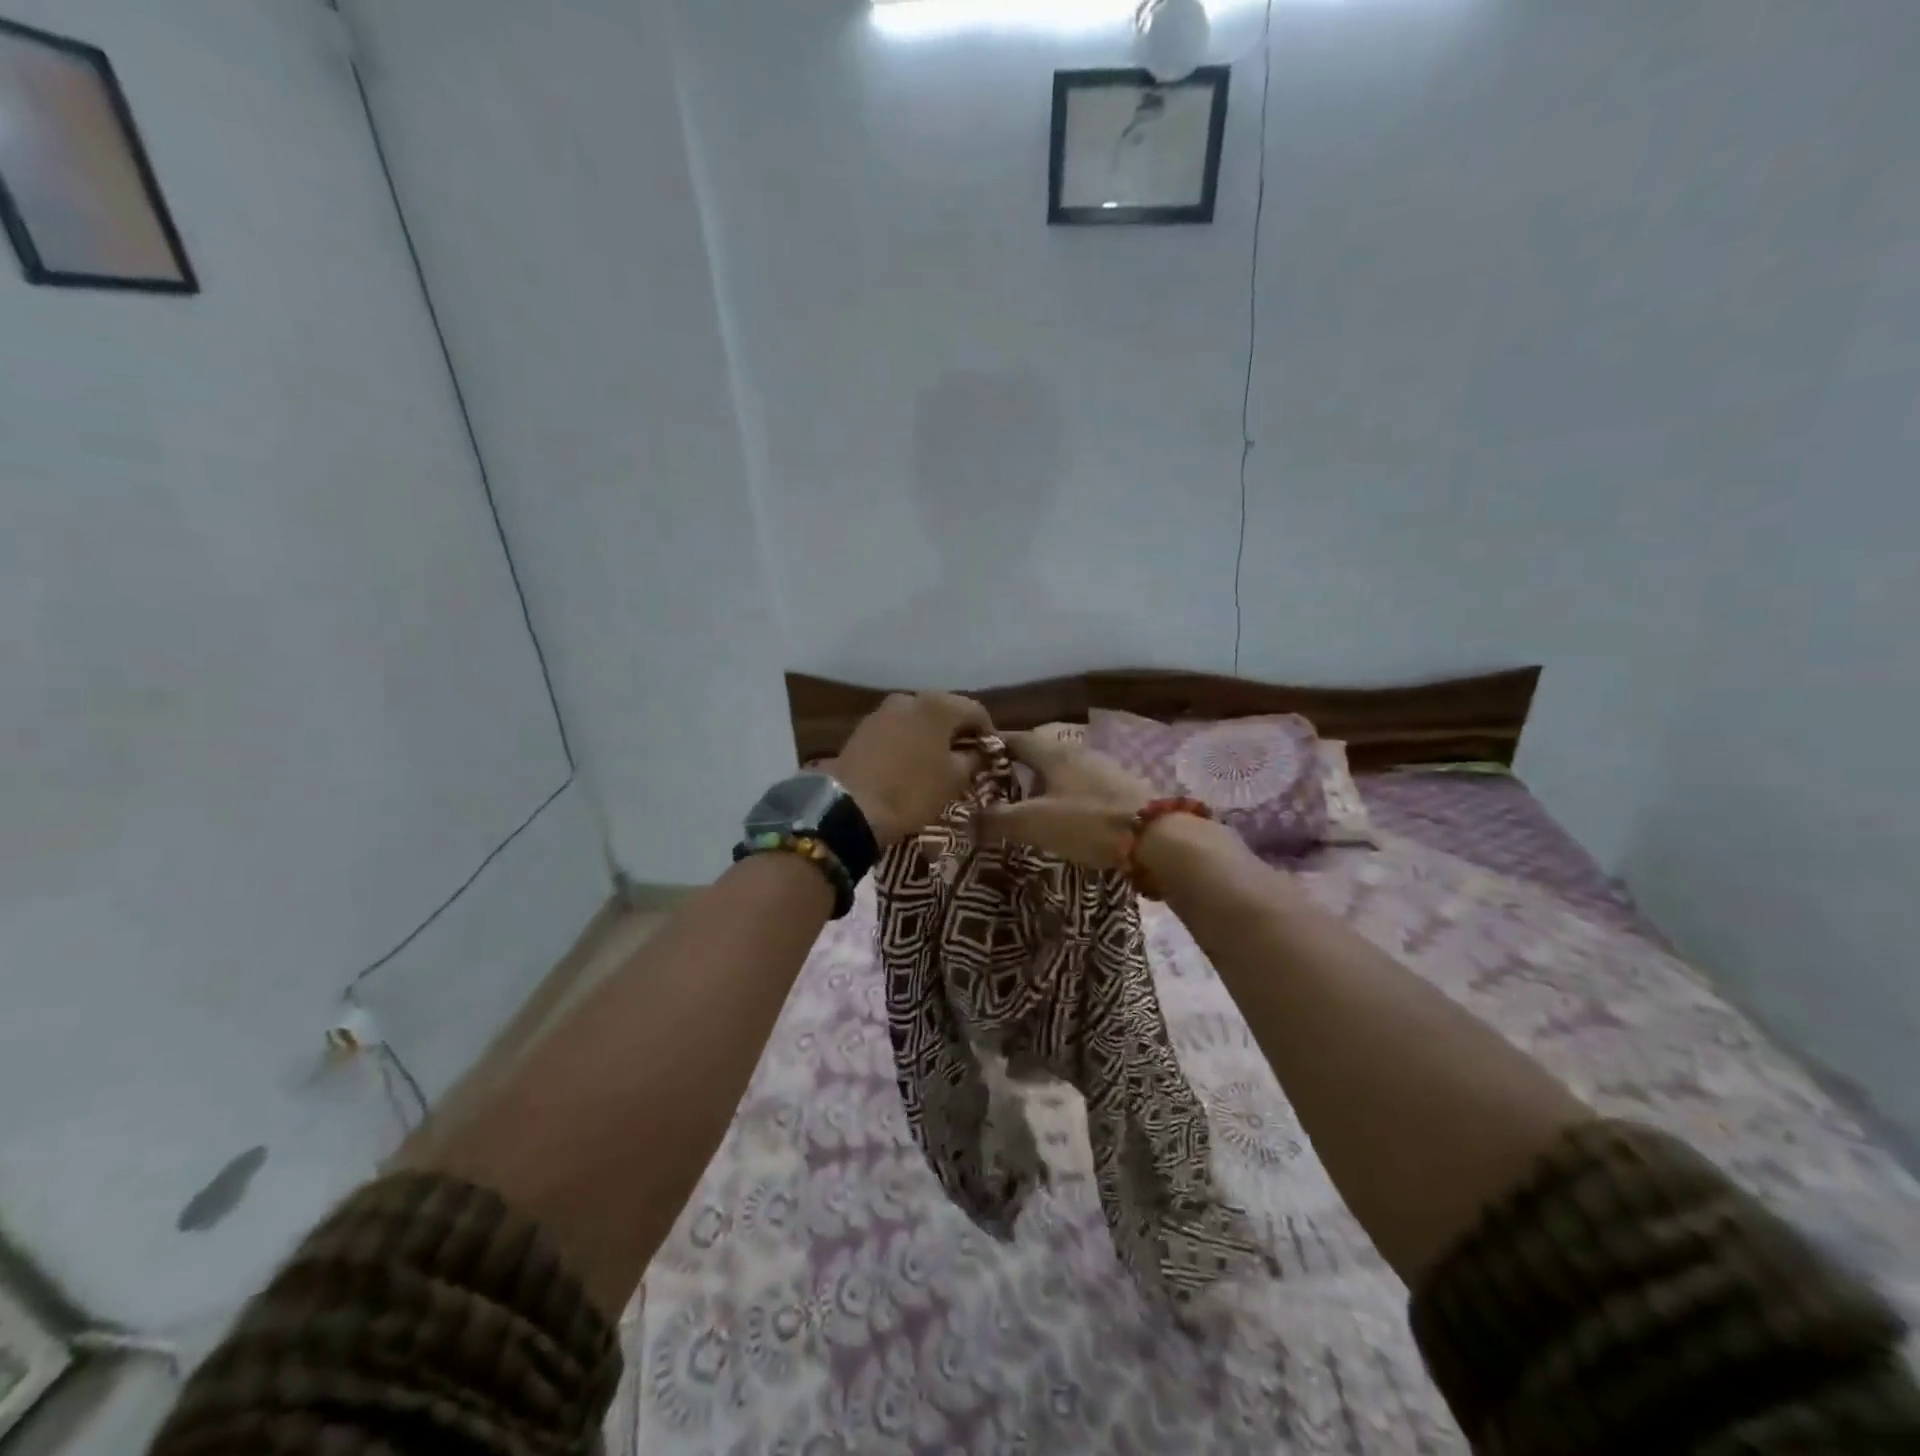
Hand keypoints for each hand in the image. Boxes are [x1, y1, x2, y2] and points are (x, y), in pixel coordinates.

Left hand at [832, 692, 993, 846]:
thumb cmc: (912, 791)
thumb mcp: (954, 780)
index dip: (988, 733)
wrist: (850, 807)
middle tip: (966, 758)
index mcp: (939, 705)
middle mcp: (911, 697)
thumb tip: (979, 751)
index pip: (976, 711)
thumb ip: (973, 759)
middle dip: (958, 732)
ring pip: (919, 719)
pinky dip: (909, 740)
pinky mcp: (864, 727)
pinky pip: (897, 729)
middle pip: (946, 710)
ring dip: (932, 735)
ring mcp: (883, 711)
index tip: (991, 755)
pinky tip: (910, 763)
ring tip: (937, 762)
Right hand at [978, 731, 1152, 868]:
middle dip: (1017, 765)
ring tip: (1026, 804)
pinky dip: (1065, 796)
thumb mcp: (1035, 823)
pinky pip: (1083, 787)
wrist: (1158, 838)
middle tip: (995, 785)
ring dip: (1043, 782)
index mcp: (1054, 753)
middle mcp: (1078, 753)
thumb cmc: (1090, 823)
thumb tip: (964, 822)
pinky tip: (1063, 816)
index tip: (971, 756)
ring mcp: (1105, 770)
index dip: (992, 745)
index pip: (1015, 738)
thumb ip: (997, 821)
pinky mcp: (1122, 791)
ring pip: (1063, 770)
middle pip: (1040, 752)